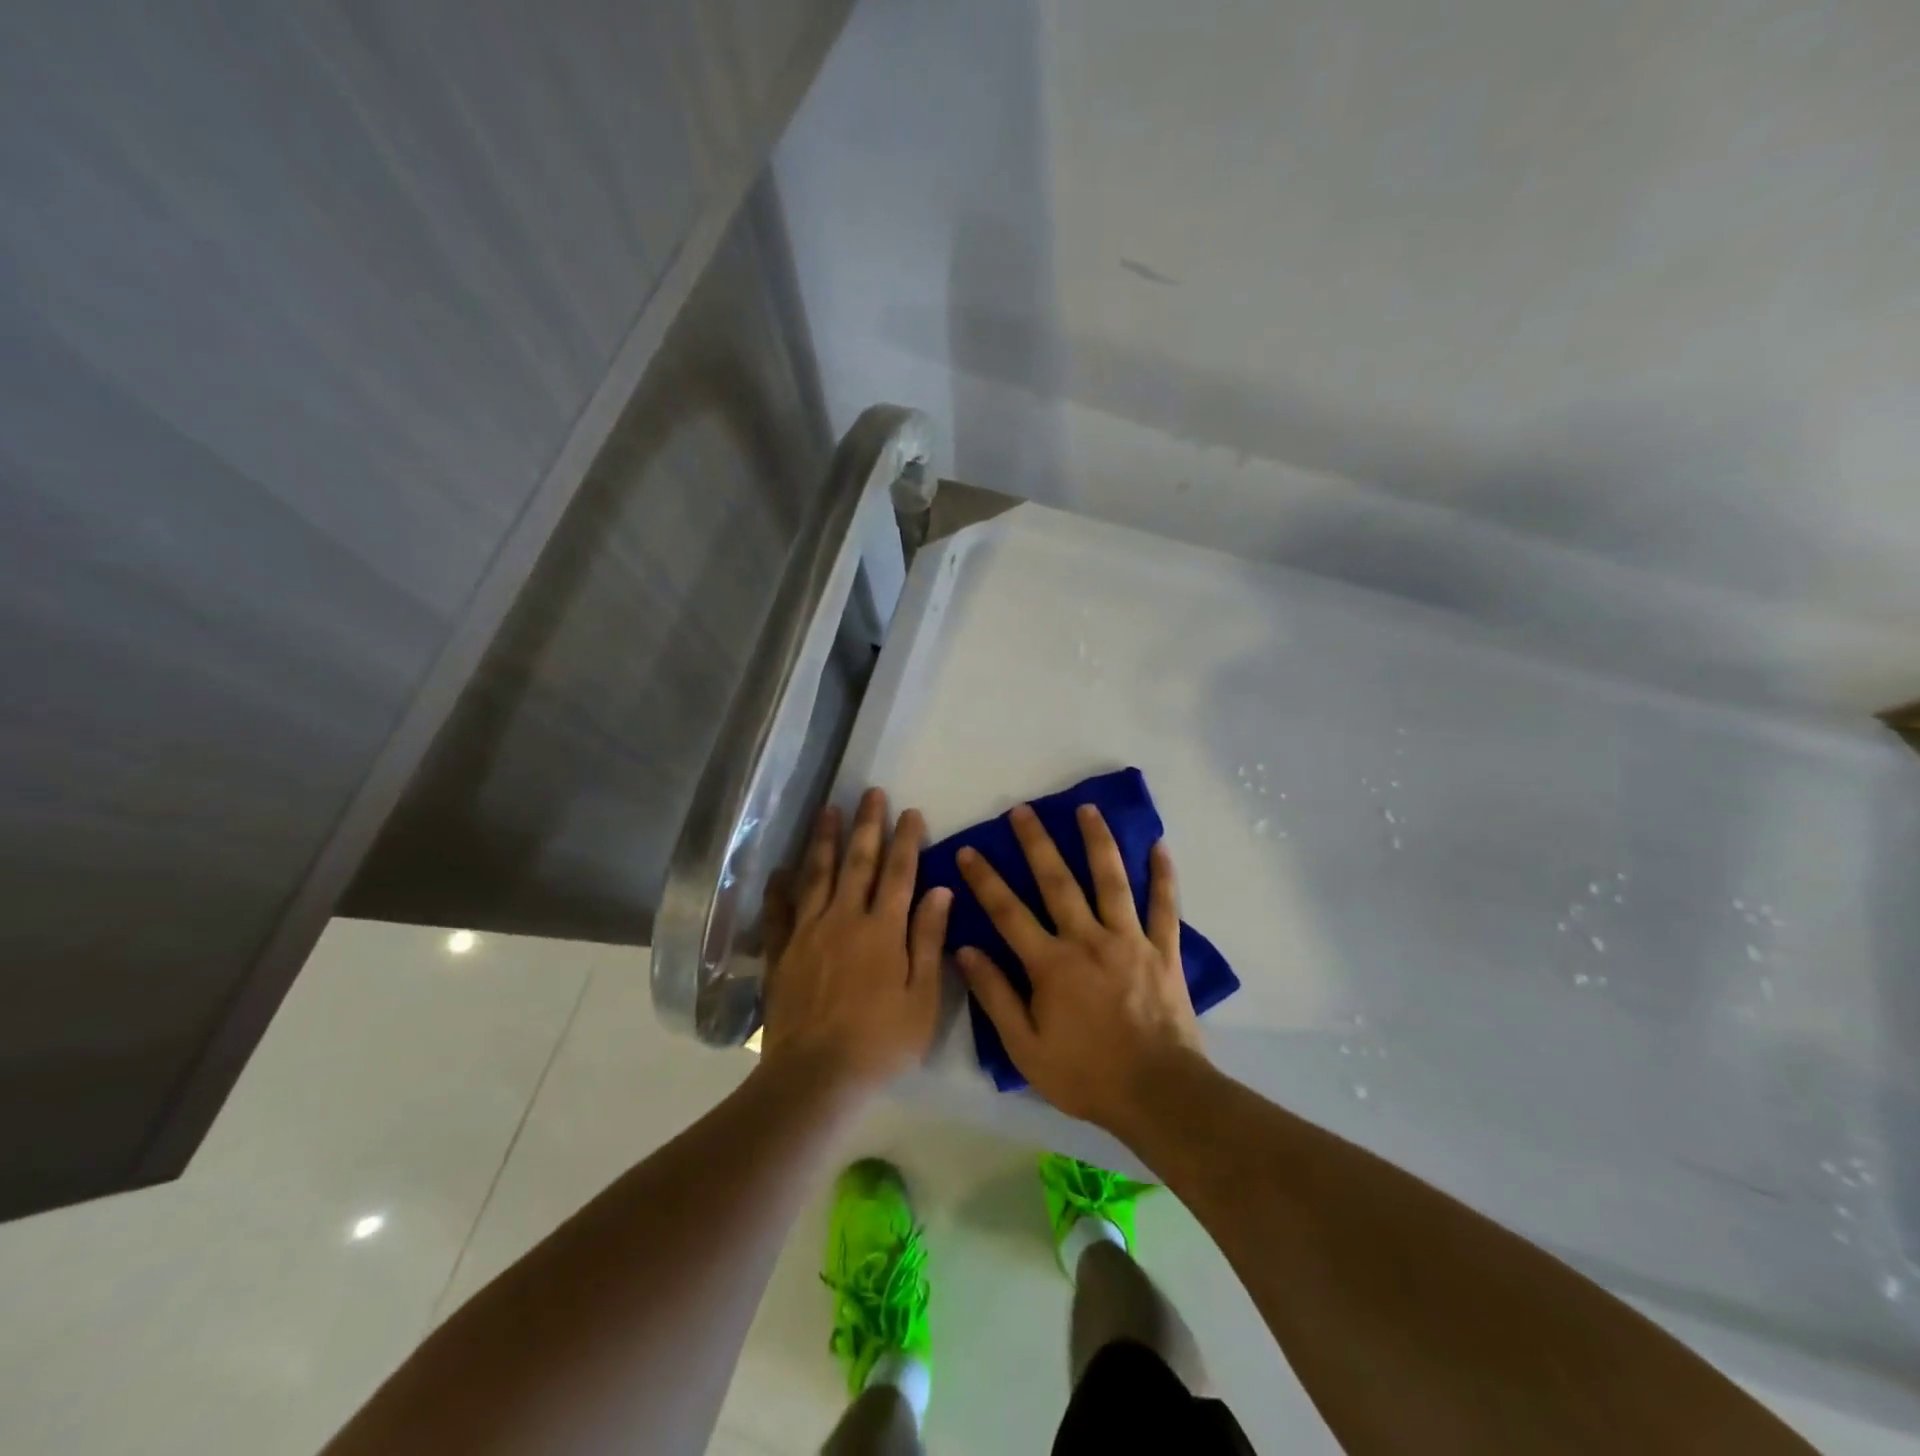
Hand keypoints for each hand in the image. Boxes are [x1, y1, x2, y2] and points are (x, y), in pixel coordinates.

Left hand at [760, 788, 951, 1094]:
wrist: (815, 1075)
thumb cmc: (880, 1042)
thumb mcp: (922, 999)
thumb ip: (928, 941)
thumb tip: (940, 891)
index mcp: (883, 930)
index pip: (899, 873)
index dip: (906, 840)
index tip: (910, 811)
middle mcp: (844, 919)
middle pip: (858, 863)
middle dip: (866, 825)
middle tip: (870, 793)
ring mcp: (808, 932)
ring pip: (817, 875)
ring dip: (824, 840)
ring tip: (828, 809)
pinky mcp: (780, 951)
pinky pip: (779, 911)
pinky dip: (780, 887)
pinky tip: (781, 869)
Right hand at [955, 803, 1205, 1134]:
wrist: (1158, 1094)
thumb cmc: (1086, 1075)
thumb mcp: (1026, 1048)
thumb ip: (995, 996)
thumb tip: (966, 950)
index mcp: (1051, 963)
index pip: (1008, 911)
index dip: (985, 879)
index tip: (969, 850)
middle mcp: (1089, 940)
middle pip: (1058, 881)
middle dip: (1037, 843)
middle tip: (1023, 810)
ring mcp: (1130, 941)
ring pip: (1111, 880)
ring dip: (1097, 841)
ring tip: (1087, 808)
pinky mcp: (1164, 951)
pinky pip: (1164, 906)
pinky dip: (1163, 875)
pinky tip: (1159, 845)